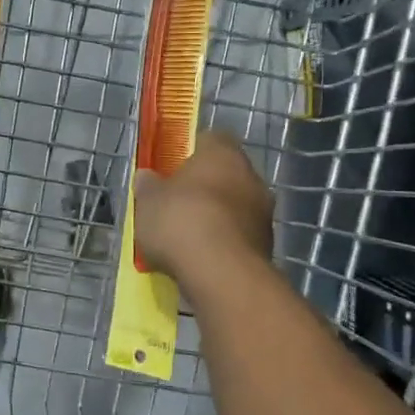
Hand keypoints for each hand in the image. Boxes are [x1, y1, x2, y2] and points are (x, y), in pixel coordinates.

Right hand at [134, 133, 273, 294]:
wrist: (222, 275)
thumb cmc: (181, 222)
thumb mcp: (148, 202)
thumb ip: (148, 186)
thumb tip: (147, 177)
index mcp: (222, 153)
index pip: (209, 139)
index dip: (189, 152)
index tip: (171, 169)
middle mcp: (250, 175)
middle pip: (224, 174)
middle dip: (203, 188)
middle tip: (176, 205)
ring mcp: (264, 211)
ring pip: (234, 206)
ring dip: (216, 216)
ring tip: (187, 238)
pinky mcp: (268, 244)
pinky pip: (239, 235)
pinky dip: (223, 242)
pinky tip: (202, 258)